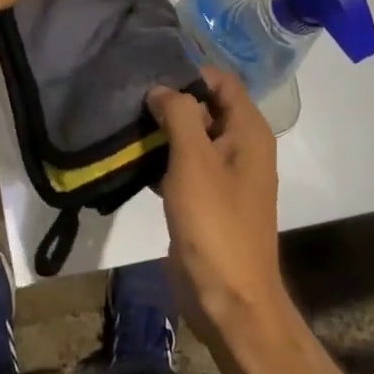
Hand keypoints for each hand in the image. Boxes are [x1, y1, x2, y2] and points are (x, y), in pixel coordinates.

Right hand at [146, 65, 289, 336]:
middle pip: (206, 107)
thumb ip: (179, 114)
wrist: (228, 299)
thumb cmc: (215, 223)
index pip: (221, 81)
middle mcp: (241, 147)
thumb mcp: (194, 160)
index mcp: (249, 132)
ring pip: (192, 138)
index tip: (150, 76)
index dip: (189, 74)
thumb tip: (161, 89)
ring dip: (163, 132)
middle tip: (130, 100)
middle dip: (171, 102)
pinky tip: (132, 161)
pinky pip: (184, 167)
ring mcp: (224, 176)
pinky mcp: (206, 200)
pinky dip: (162, 160)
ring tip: (125, 125)